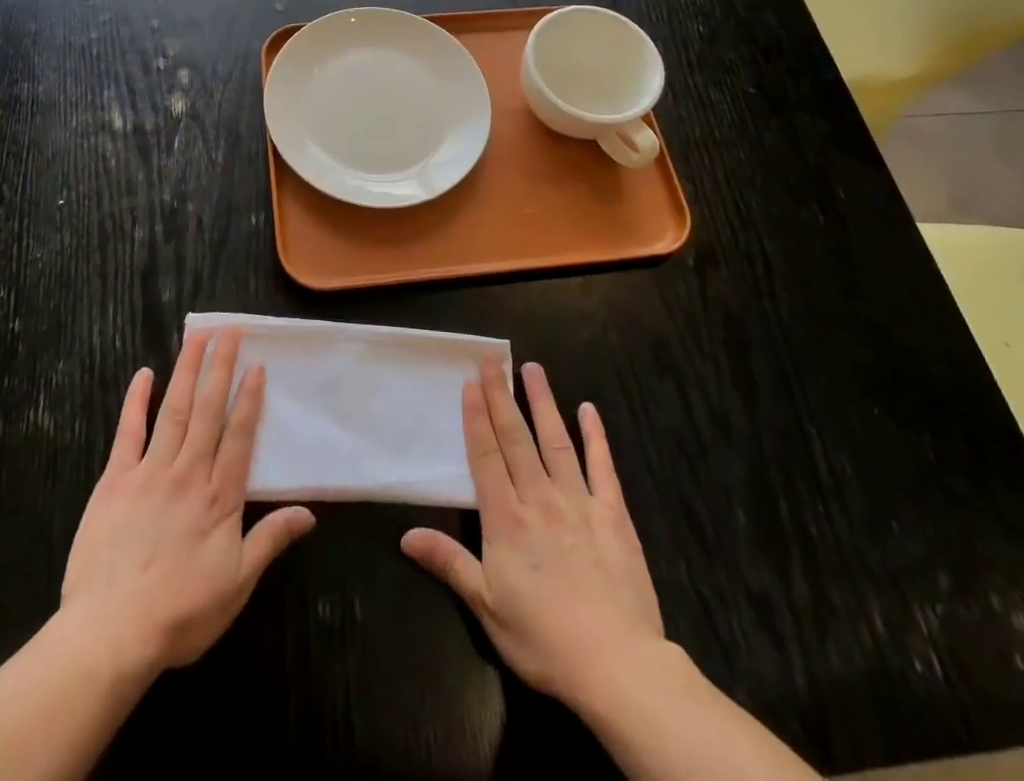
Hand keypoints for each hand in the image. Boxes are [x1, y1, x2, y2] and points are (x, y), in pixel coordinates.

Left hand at [60, 327, 314, 676]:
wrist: (111, 633)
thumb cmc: (180, 613)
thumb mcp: (237, 585)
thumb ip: (270, 541)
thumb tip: (309, 512)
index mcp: (219, 496)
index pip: (239, 435)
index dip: (249, 398)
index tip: (256, 364)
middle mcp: (189, 472)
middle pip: (208, 410)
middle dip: (220, 367)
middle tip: (229, 330)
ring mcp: (150, 472)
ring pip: (174, 410)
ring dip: (187, 370)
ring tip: (198, 337)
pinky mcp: (115, 480)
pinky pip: (128, 432)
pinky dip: (136, 401)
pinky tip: (143, 374)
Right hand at [401, 359, 667, 711]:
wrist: (617, 665)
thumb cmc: (544, 639)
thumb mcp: (486, 607)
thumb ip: (449, 563)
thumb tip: (405, 535)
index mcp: (506, 519)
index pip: (485, 455)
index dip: (476, 416)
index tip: (470, 381)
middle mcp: (539, 498)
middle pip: (515, 438)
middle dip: (501, 395)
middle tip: (492, 358)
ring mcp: (579, 502)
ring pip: (555, 441)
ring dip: (542, 402)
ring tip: (532, 368)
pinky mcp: (613, 515)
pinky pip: (602, 467)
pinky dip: (595, 436)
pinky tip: (589, 410)